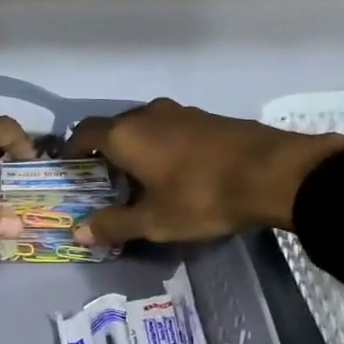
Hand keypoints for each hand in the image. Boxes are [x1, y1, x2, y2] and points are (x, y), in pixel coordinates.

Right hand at [65, 98, 343, 245]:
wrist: (273, 173)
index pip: (84, 133)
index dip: (73, 150)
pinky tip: (176, 174)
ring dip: (136, 150)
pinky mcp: (209, 119)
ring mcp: (182, 113)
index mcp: (126, 134)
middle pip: (114, 129)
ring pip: (145, 129)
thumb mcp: (154, 221)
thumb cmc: (201, 196)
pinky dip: (163, 148)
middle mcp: (149, 114)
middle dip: (105, 154)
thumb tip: (79, 231)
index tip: (70, 170)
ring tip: (140, 182)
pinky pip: (171, 131)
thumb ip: (114, 224)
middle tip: (105, 184)